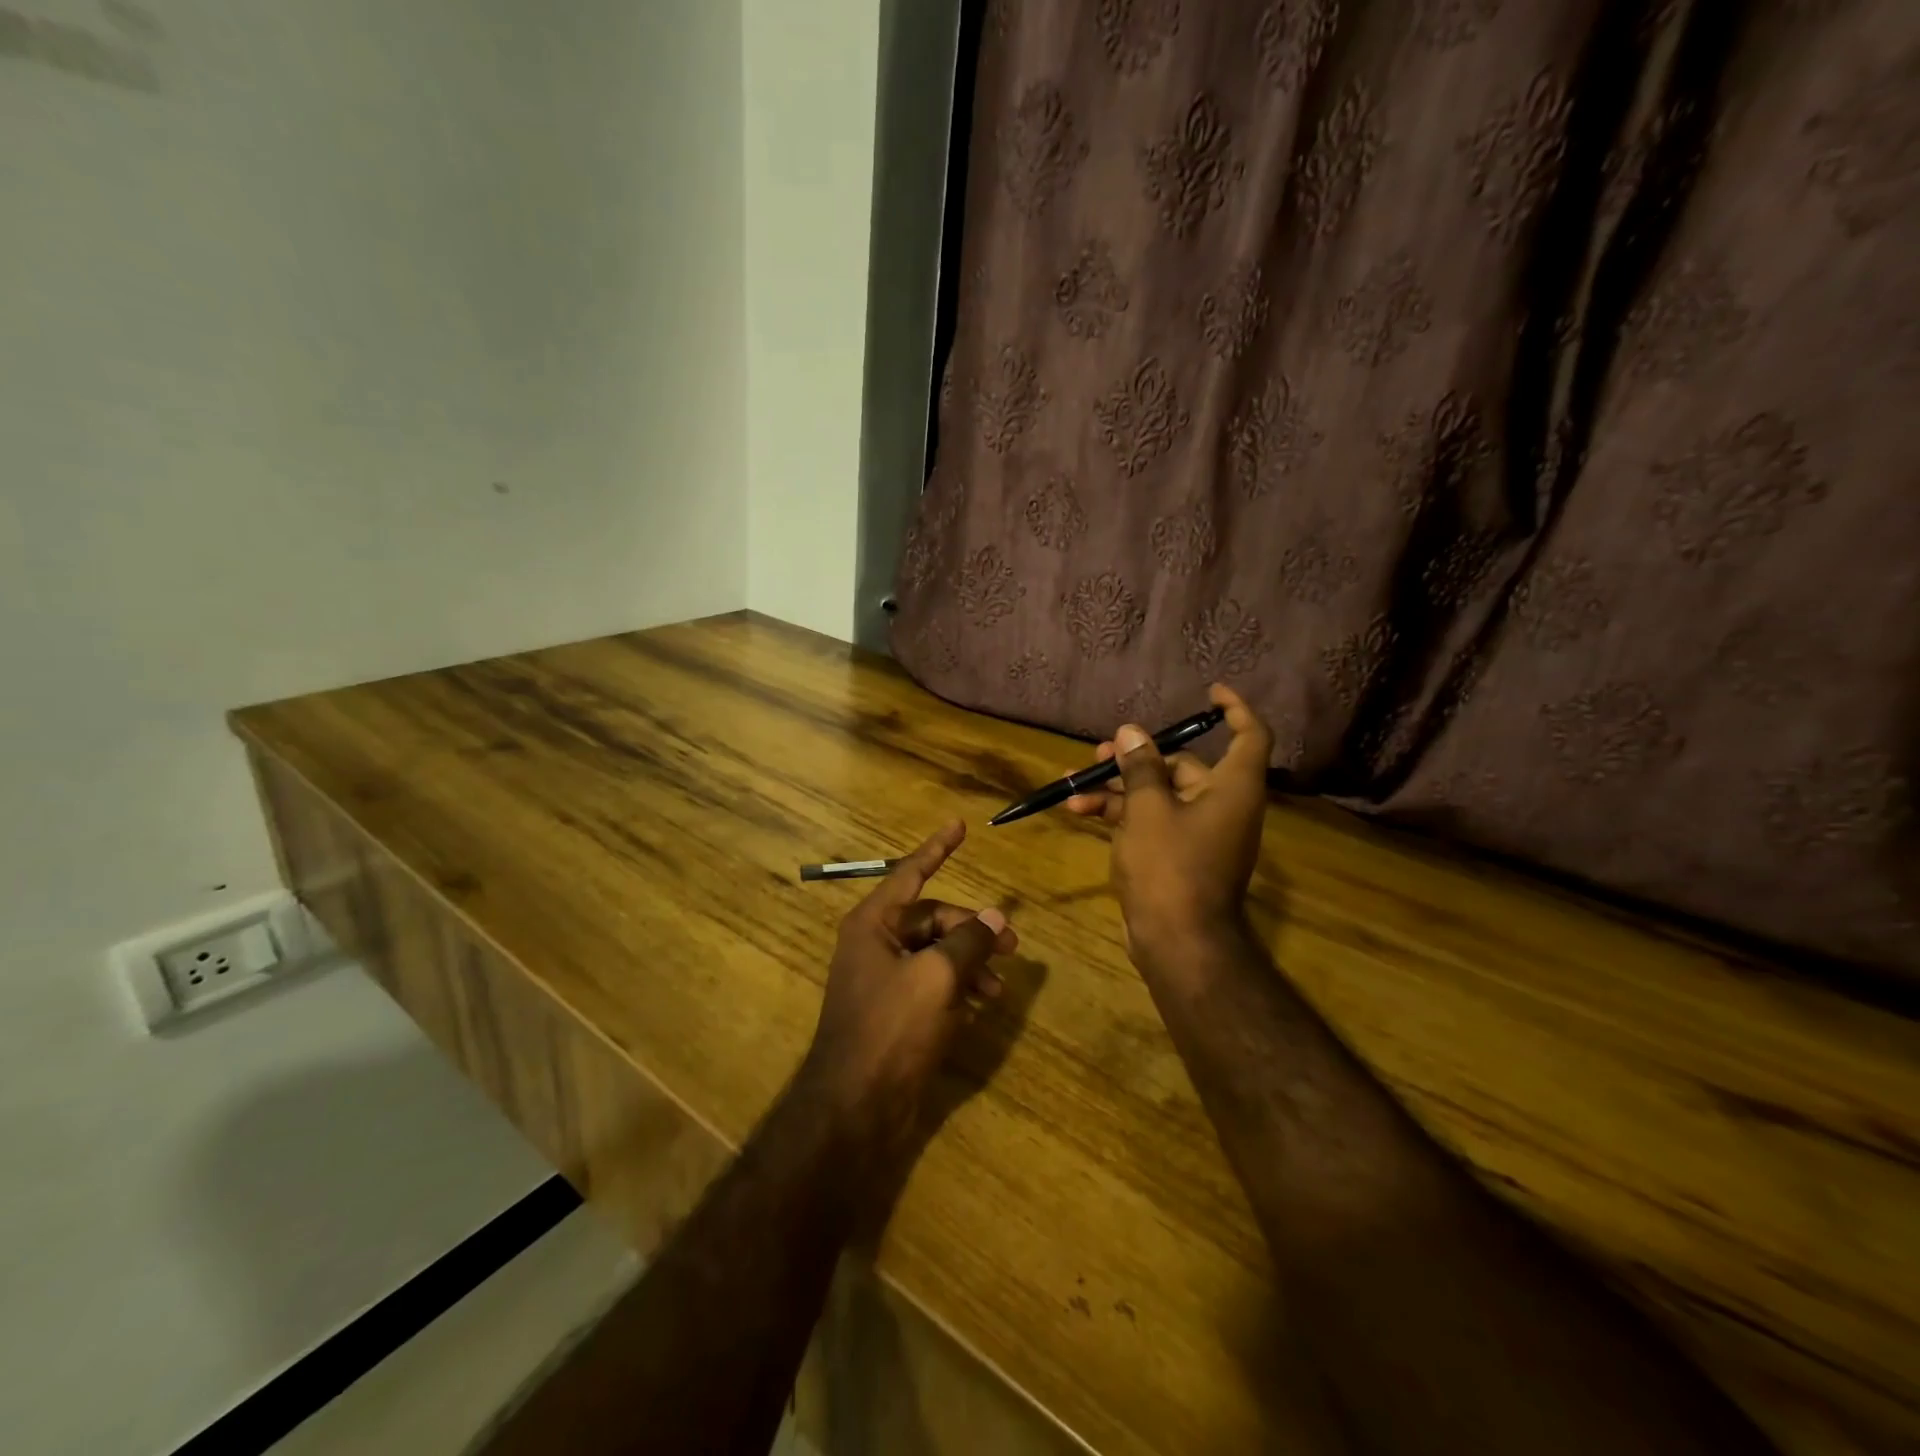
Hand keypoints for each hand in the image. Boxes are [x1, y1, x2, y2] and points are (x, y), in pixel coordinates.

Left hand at [802, 821, 1015, 1143]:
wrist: (855, 1107)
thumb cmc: (891, 1029)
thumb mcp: (936, 978)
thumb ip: (968, 942)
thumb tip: (995, 918)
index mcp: (874, 924)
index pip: (911, 873)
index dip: (937, 848)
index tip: (960, 825)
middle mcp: (876, 943)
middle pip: (933, 919)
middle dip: (972, 929)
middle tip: (1011, 947)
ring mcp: (885, 978)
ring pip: (937, 953)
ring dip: (969, 963)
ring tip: (997, 987)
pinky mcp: (896, 1010)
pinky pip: (932, 983)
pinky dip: (957, 988)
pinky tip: (978, 1007)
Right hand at [1066, 683, 1272, 960]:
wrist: (1177, 942)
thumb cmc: (1170, 867)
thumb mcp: (1148, 809)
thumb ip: (1140, 767)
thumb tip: (1132, 732)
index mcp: (1232, 789)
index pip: (1250, 736)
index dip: (1235, 709)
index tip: (1209, 693)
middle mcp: (1222, 806)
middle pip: (1184, 766)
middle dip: (1137, 758)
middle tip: (1100, 754)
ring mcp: (1200, 833)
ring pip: (1159, 795)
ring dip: (1118, 789)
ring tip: (1073, 785)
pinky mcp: (1179, 856)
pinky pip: (1152, 821)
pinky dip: (1121, 815)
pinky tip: (1080, 812)